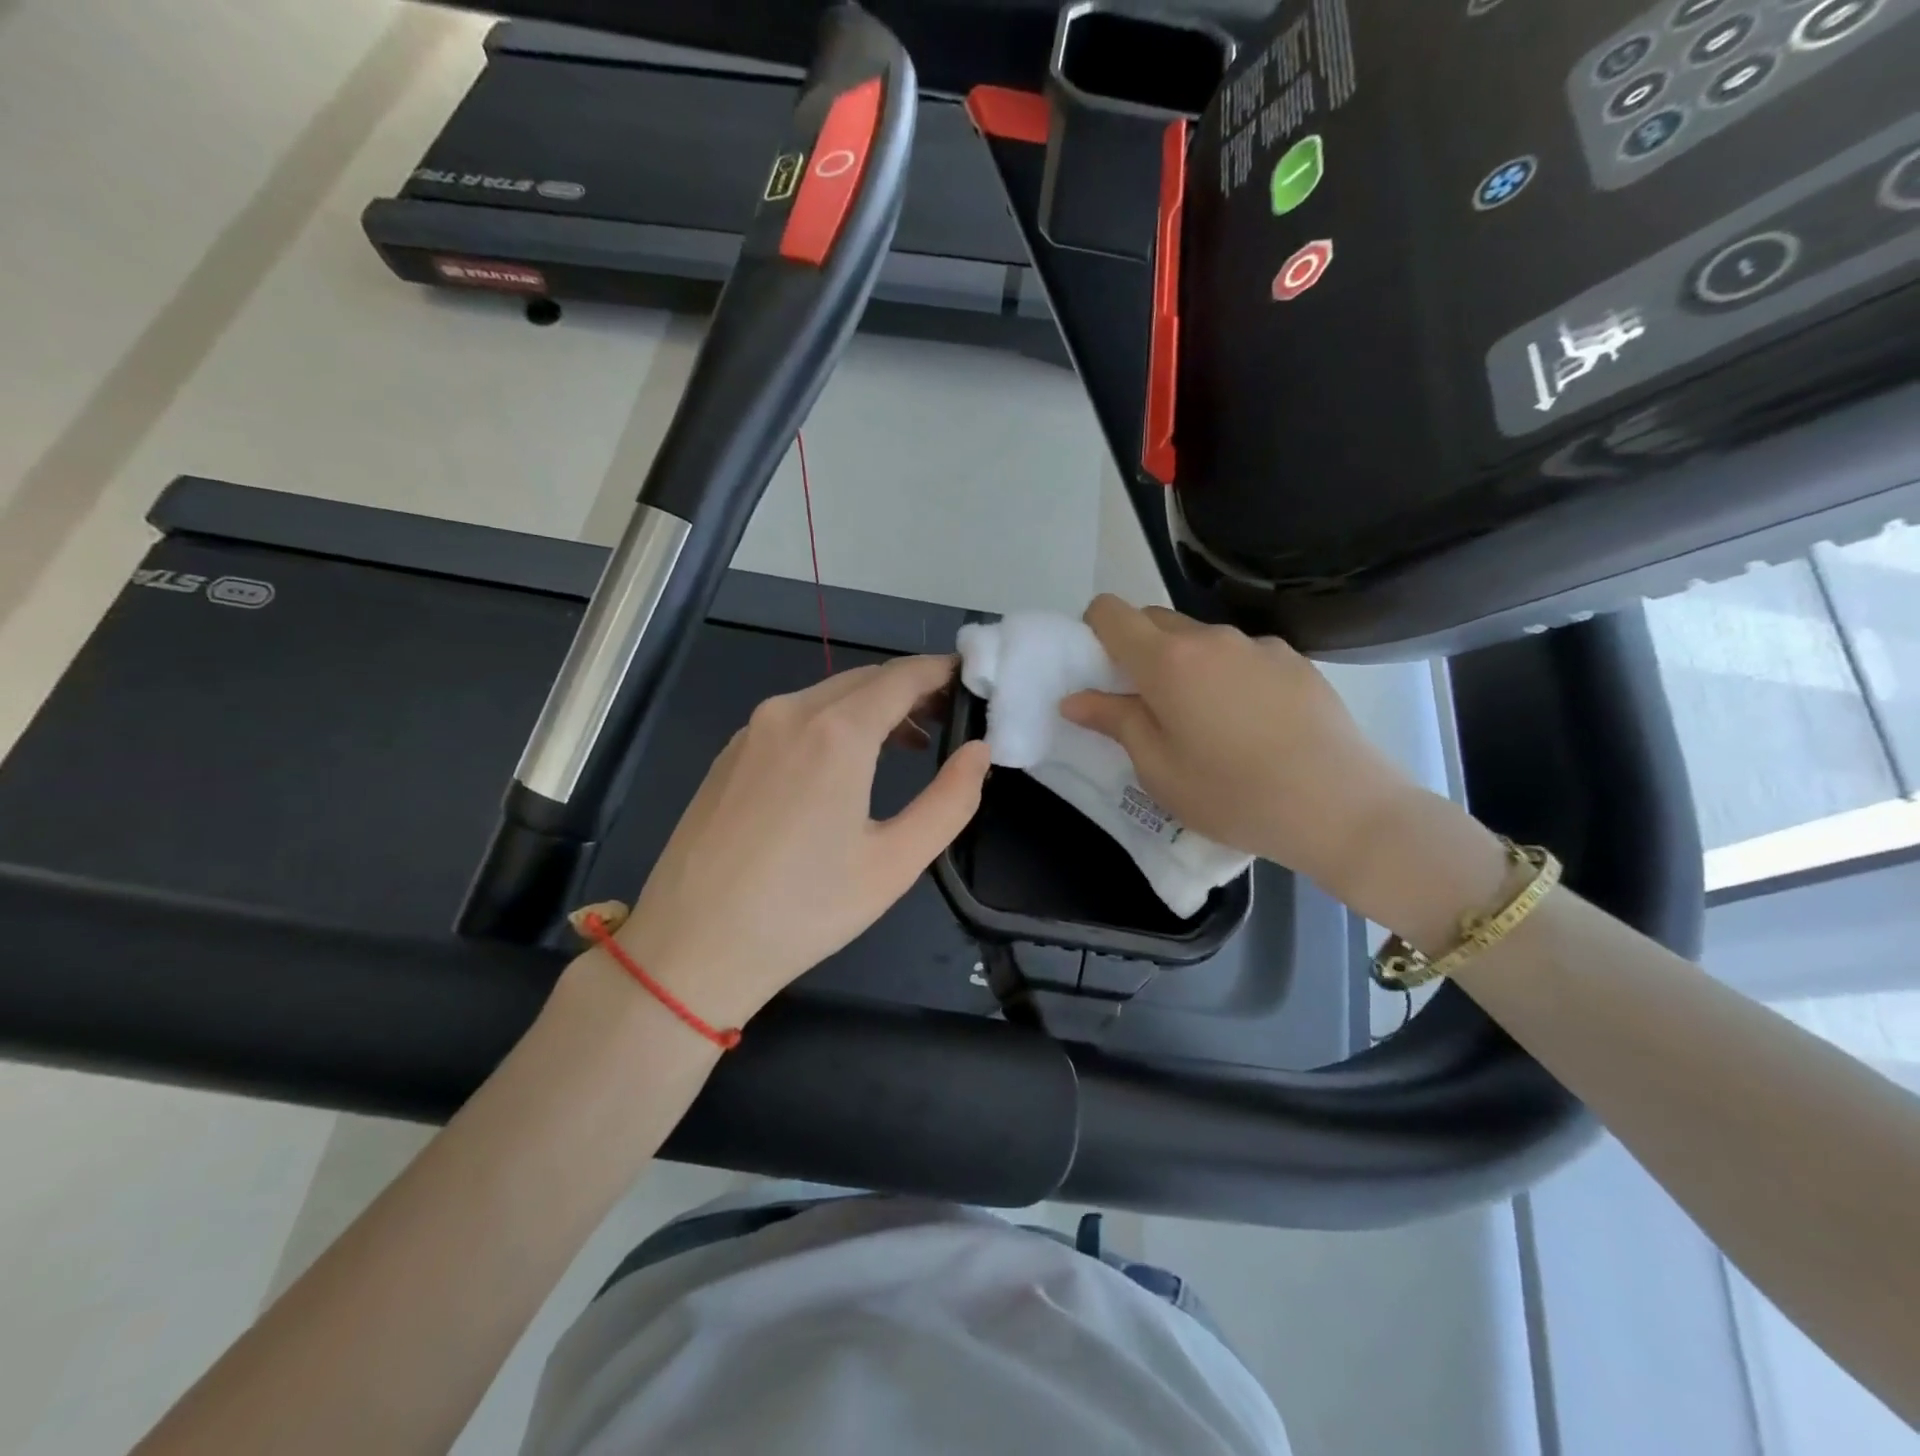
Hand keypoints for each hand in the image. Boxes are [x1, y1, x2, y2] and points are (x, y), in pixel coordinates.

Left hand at [605, 655, 990, 1028]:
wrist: (690, 947)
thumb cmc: (803, 910)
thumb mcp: (894, 863)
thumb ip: (950, 800)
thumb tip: (979, 751)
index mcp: (835, 732)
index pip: (903, 676)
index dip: (942, 671)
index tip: (974, 678)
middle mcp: (790, 712)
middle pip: (865, 680)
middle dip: (912, 689)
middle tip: (948, 718)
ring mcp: (752, 731)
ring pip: (827, 696)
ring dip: (872, 707)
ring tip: (908, 744)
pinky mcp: (729, 754)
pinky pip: (794, 718)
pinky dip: (833, 723)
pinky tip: (843, 765)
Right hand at [1059, 597, 1442, 908]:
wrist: (1341, 807)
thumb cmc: (1233, 794)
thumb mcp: (1158, 769)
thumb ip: (1114, 722)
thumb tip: (1075, 699)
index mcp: (1167, 661)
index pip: (1110, 612)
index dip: (1093, 631)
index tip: (1100, 671)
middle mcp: (1211, 638)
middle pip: (1155, 620)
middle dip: (1138, 650)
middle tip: (1146, 704)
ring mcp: (1258, 645)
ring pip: (1201, 639)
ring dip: (1186, 664)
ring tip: (1206, 722)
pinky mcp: (1295, 660)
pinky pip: (1242, 655)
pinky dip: (1229, 675)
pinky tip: (1252, 724)